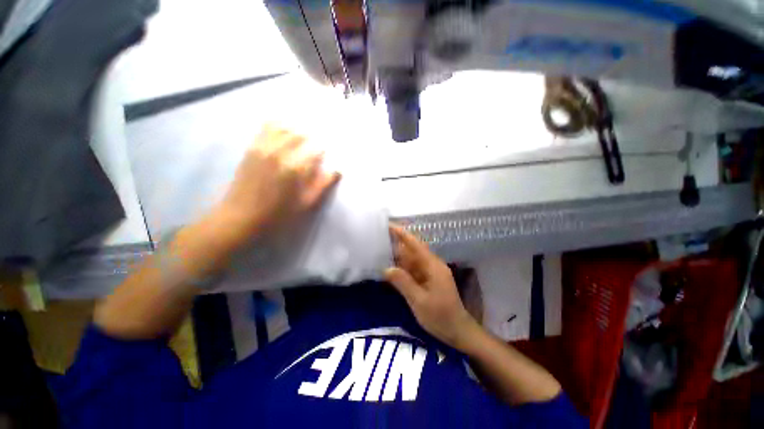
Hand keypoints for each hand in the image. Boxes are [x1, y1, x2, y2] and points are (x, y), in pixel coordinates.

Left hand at [215, 125, 339, 242]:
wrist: (241, 217)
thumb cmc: (278, 214)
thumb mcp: (306, 204)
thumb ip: (322, 185)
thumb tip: (337, 171)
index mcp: (295, 168)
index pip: (316, 149)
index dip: (324, 151)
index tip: (326, 155)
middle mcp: (279, 152)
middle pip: (300, 134)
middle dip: (312, 137)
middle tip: (316, 145)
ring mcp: (263, 148)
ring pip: (284, 127)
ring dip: (296, 129)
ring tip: (301, 137)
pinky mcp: (252, 148)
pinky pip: (266, 127)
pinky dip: (278, 125)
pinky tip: (283, 130)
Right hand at [385, 224, 479, 350]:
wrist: (458, 332)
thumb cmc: (441, 317)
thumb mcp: (419, 301)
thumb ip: (403, 283)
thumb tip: (386, 268)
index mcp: (433, 266)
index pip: (415, 244)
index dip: (402, 234)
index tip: (389, 225)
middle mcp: (432, 265)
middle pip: (412, 250)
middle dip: (396, 244)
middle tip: (378, 239)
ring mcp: (430, 273)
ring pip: (411, 260)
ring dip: (397, 256)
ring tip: (380, 251)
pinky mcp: (427, 280)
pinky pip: (412, 270)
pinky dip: (401, 268)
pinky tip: (390, 268)